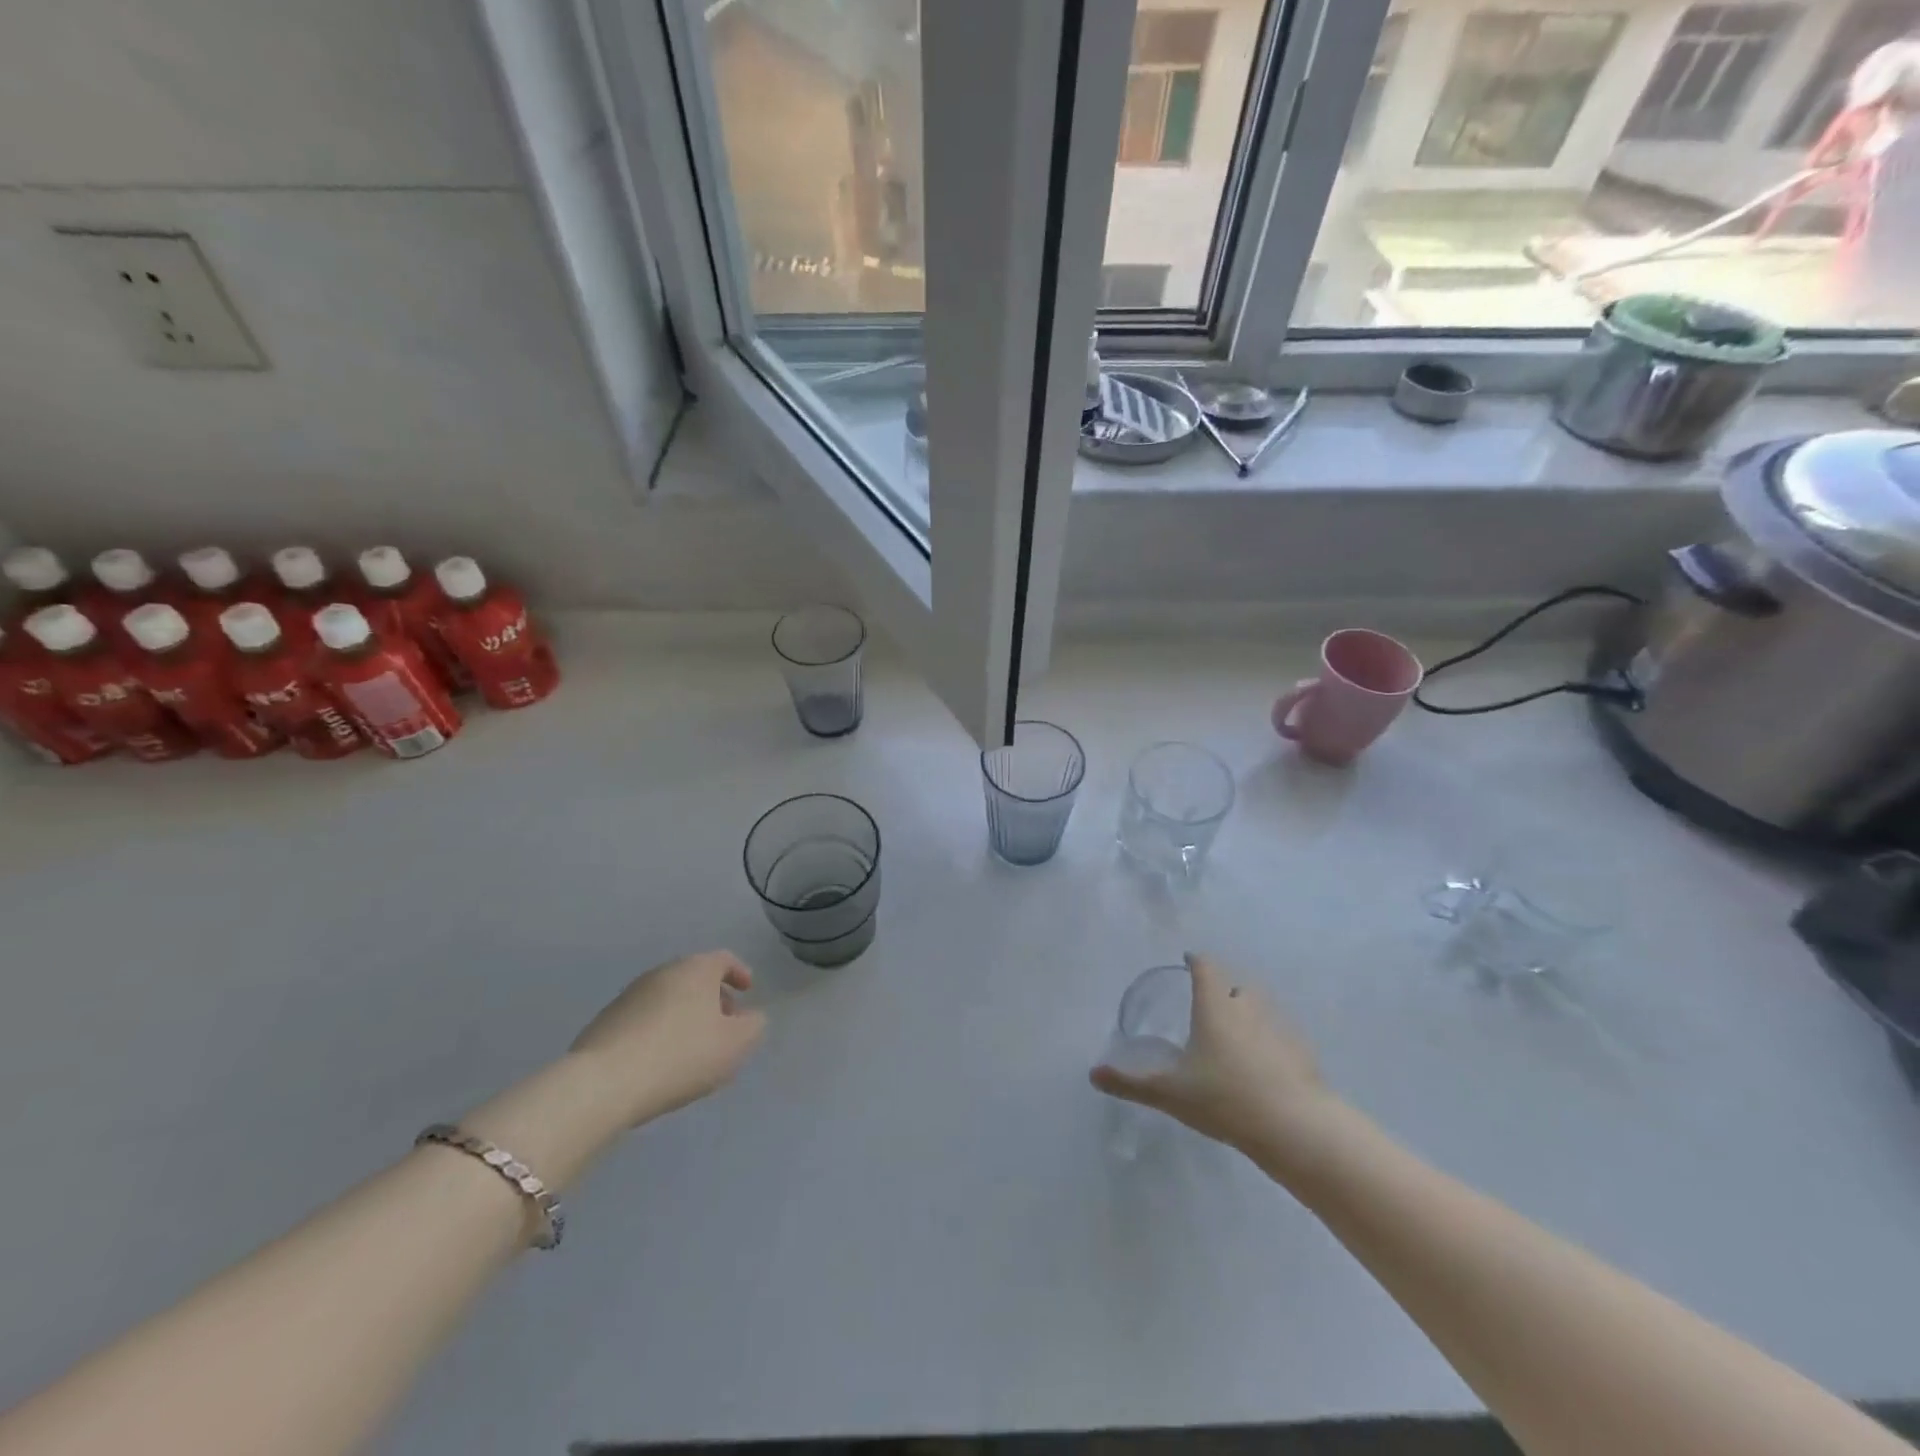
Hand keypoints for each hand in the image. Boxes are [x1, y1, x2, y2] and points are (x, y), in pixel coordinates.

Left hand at [569, 950, 767, 1124]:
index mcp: (696, 969)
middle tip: (724, 1024)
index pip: (723, 959)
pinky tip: (661, 1060)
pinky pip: (644, 1018)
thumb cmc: (681, 1055)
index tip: (748, 990)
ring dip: (685, 1015)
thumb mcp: (735, 1045)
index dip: (739, 973)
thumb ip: (753, 1026)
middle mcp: (662, 972)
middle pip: (695, 977)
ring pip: (668, 998)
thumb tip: (750, 1018)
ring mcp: (630, 995)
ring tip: (693, 1047)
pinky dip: (659, 1030)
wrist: (603, 1083)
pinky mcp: (605, 1021)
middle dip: (713, 997)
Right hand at [1091, 953, 1336, 1165]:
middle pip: (1235, 986)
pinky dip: (1270, 1041)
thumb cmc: (1224, 1098)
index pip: (1205, 968)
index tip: (1189, 961)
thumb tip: (1093, 1074)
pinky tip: (1264, 1065)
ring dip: (1247, 1014)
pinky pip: (1280, 1035)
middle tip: (1207, 1007)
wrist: (1295, 1126)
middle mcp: (1247, 1007)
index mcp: (1214, 1006)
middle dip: (1222, 991)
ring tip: (1235, 1036)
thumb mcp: (1171, 1093)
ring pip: (1260, 1008)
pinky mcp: (1302, 1052)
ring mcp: (1279, 1027)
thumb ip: (1131, 1083)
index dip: (1196, 961)